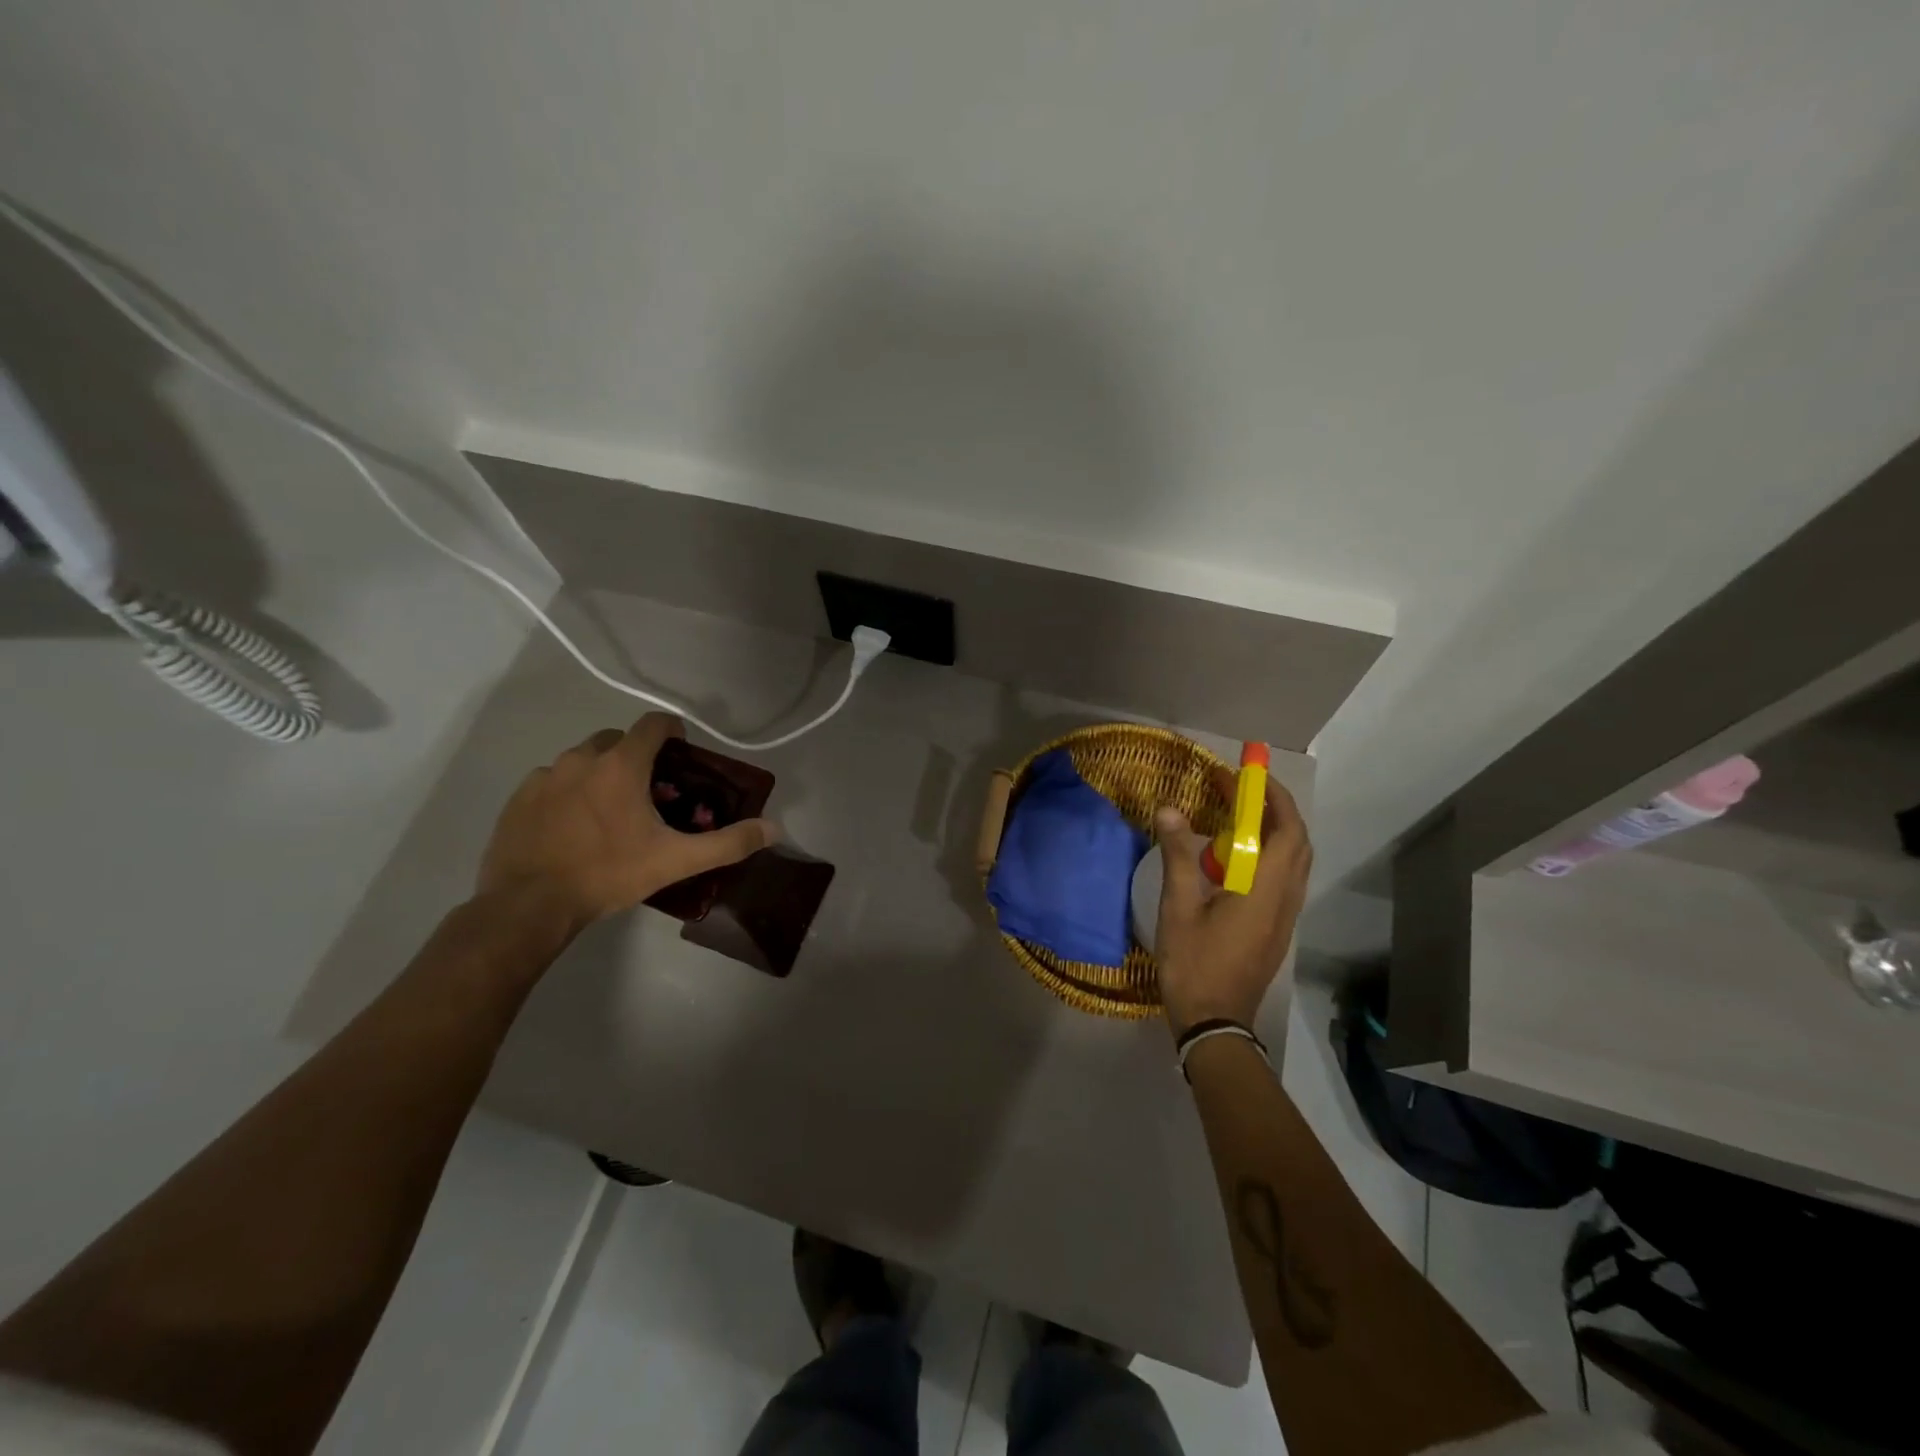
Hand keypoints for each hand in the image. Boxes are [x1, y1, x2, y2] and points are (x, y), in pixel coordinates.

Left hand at [477, 713, 776, 933]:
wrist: (529, 905)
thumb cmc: (608, 874)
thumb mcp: (676, 861)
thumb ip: (728, 843)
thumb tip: (773, 830)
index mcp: (621, 765)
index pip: (653, 724)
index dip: (672, 731)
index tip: (681, 752)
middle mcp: (582, 759)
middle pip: (617, 739)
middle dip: (637, 755)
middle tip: (649, 791)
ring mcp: (545, 776)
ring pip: (583, 759)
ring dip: (602, 773)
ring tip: (610, 811)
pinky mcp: (519, 797)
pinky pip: (552, 781)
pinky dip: (569, 792)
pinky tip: (573, 825)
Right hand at [1152, 772, 1311, 1035]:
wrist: (1215, 1023)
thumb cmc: (1195, 964)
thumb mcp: (1179, 907)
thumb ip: (1178, 856)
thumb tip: (1170, 810)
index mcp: (1266, 890)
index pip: (1286, 830)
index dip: (1273, 797)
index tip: (1248, 774)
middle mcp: (1285, 899)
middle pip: (1297, 842)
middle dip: (1275, 809)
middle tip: (1242, 792)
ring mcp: (1284, 916)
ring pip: (1293, 862)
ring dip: (1273, 832)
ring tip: (1237, 818)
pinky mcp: (1276, 929)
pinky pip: (1282, 879)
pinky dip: (1267, 855)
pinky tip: (1234, 859)